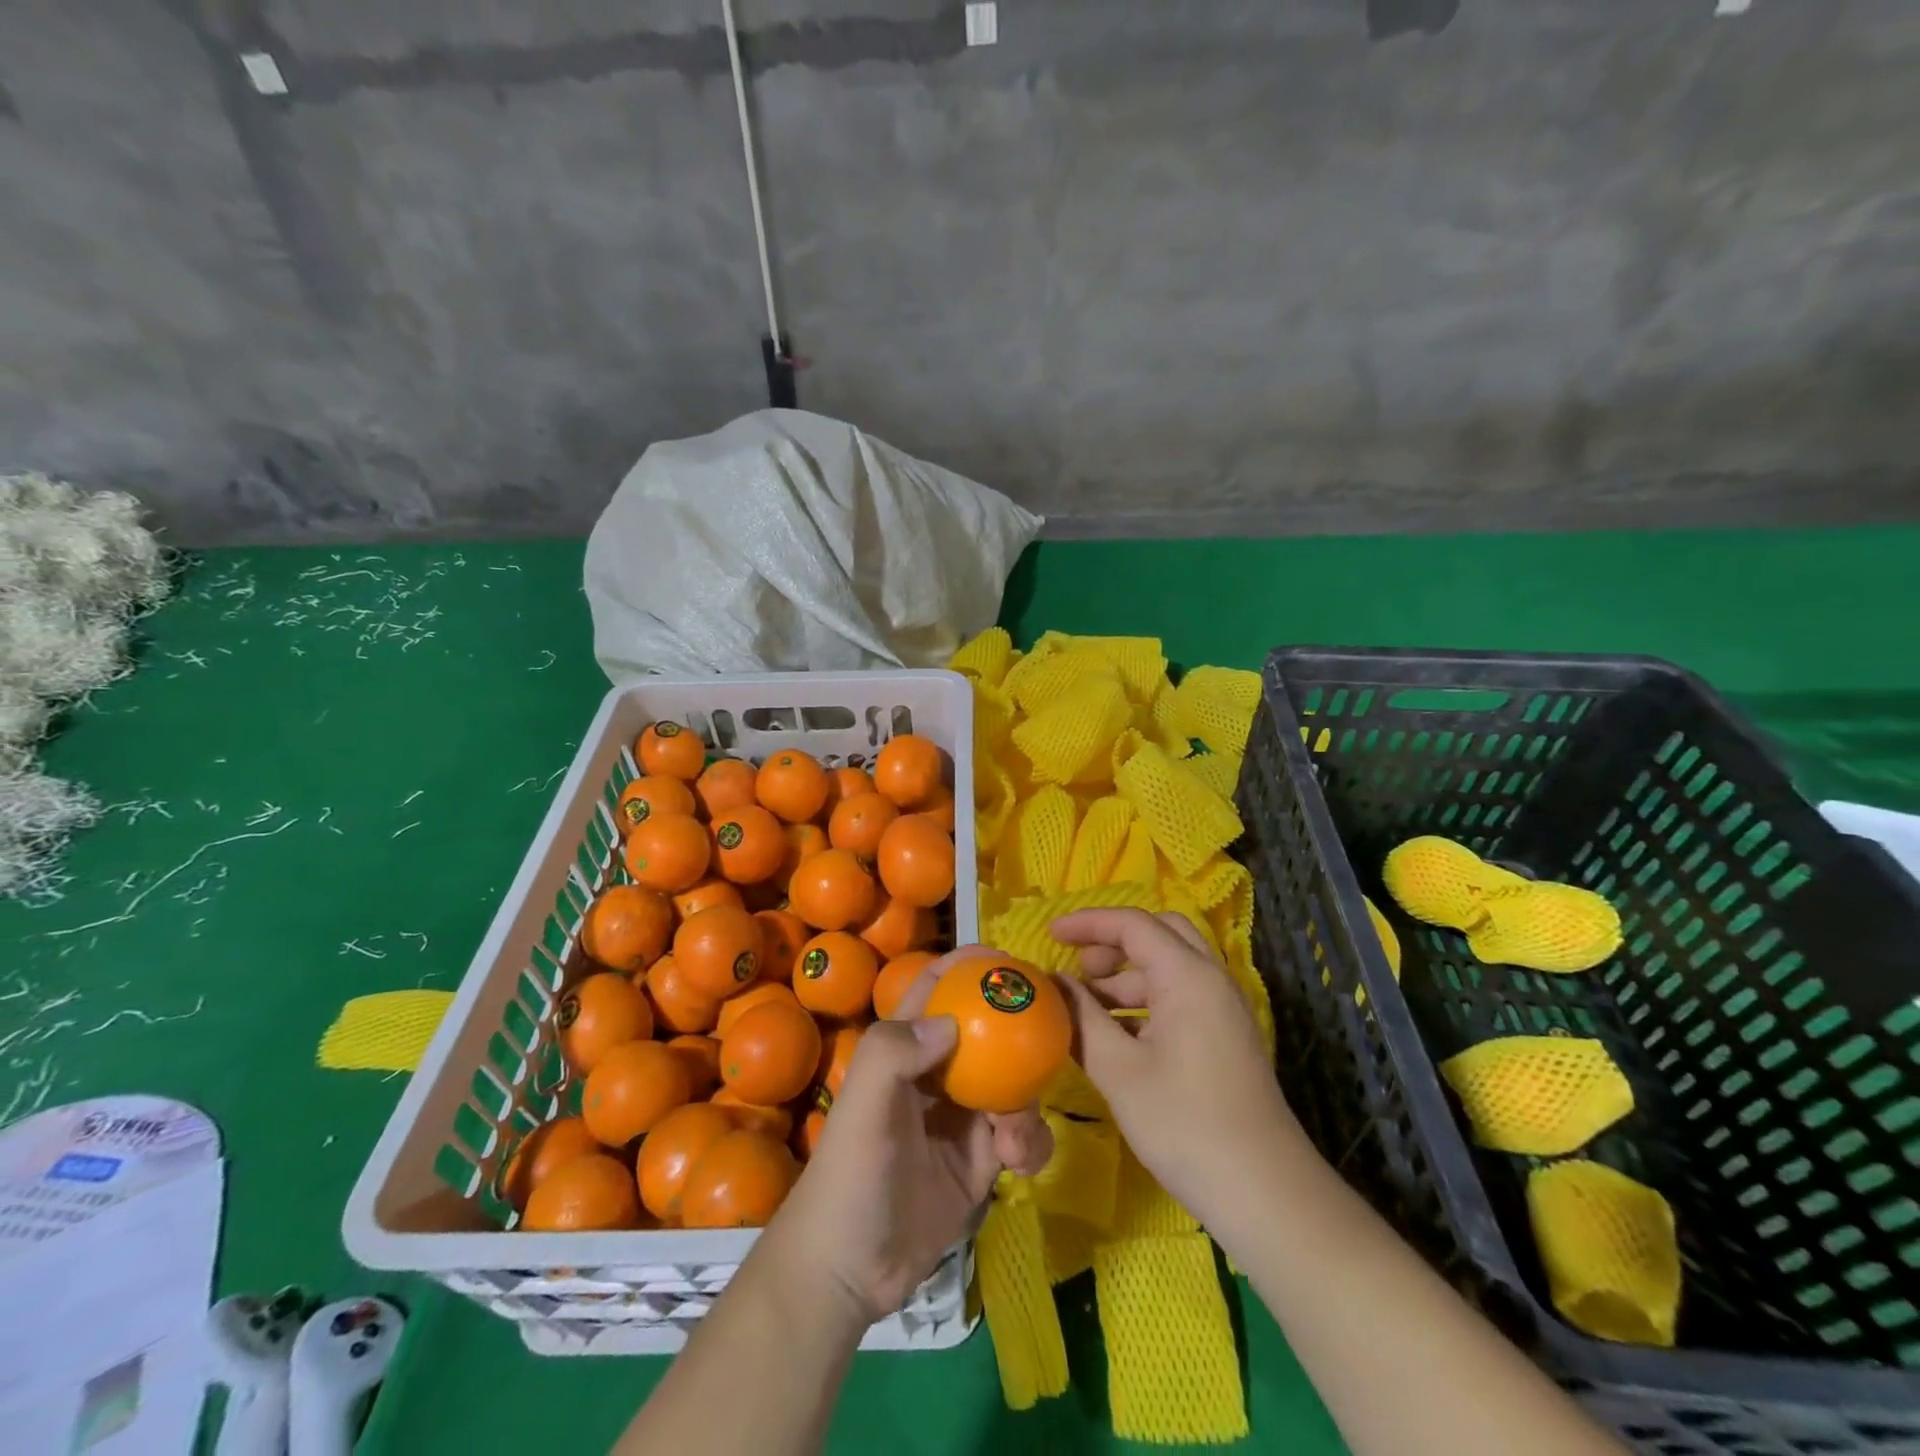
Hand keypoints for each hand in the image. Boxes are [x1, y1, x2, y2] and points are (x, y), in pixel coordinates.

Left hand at [769, 947, 1053, 1323]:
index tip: (1008, 959)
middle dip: (1018, 1028)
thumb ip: (895, 1051)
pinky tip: (1017, 1163)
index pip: (936, 990)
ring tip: (1012, 1133)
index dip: (966, 966)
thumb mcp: (863, 1106)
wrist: (851, 1272)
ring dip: (1026, 1099)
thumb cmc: (851, 1177)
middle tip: (1052, 1029)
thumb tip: (952, 1021)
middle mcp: (936, 1074)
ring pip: (1012, 1083)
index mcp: (904, 1050)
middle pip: (986, 1032)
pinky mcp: (983, 1160)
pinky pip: (1021, 1134)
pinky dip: (1030, 1141)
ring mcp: (962, 1117)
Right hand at [1053, 908, 1316, 1228]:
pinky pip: (1181, 996)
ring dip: (1127, 975)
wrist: (1265, 1193)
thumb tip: (1054, 985)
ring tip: (1086, 1008)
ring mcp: (1224, 1009)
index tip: (1050, 934)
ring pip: (1170, 967)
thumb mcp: (1119, 1071)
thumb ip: (1081, 1019)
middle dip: (1113, 942)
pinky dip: (1145, 1001)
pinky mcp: (1226, 1037)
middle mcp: (1211, 979)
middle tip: (1078, 968)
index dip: (1088, 923)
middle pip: (1159, 933)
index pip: (1133, 924)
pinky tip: (1117, 1035)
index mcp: (1188, 976)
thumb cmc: (1185, 1124)